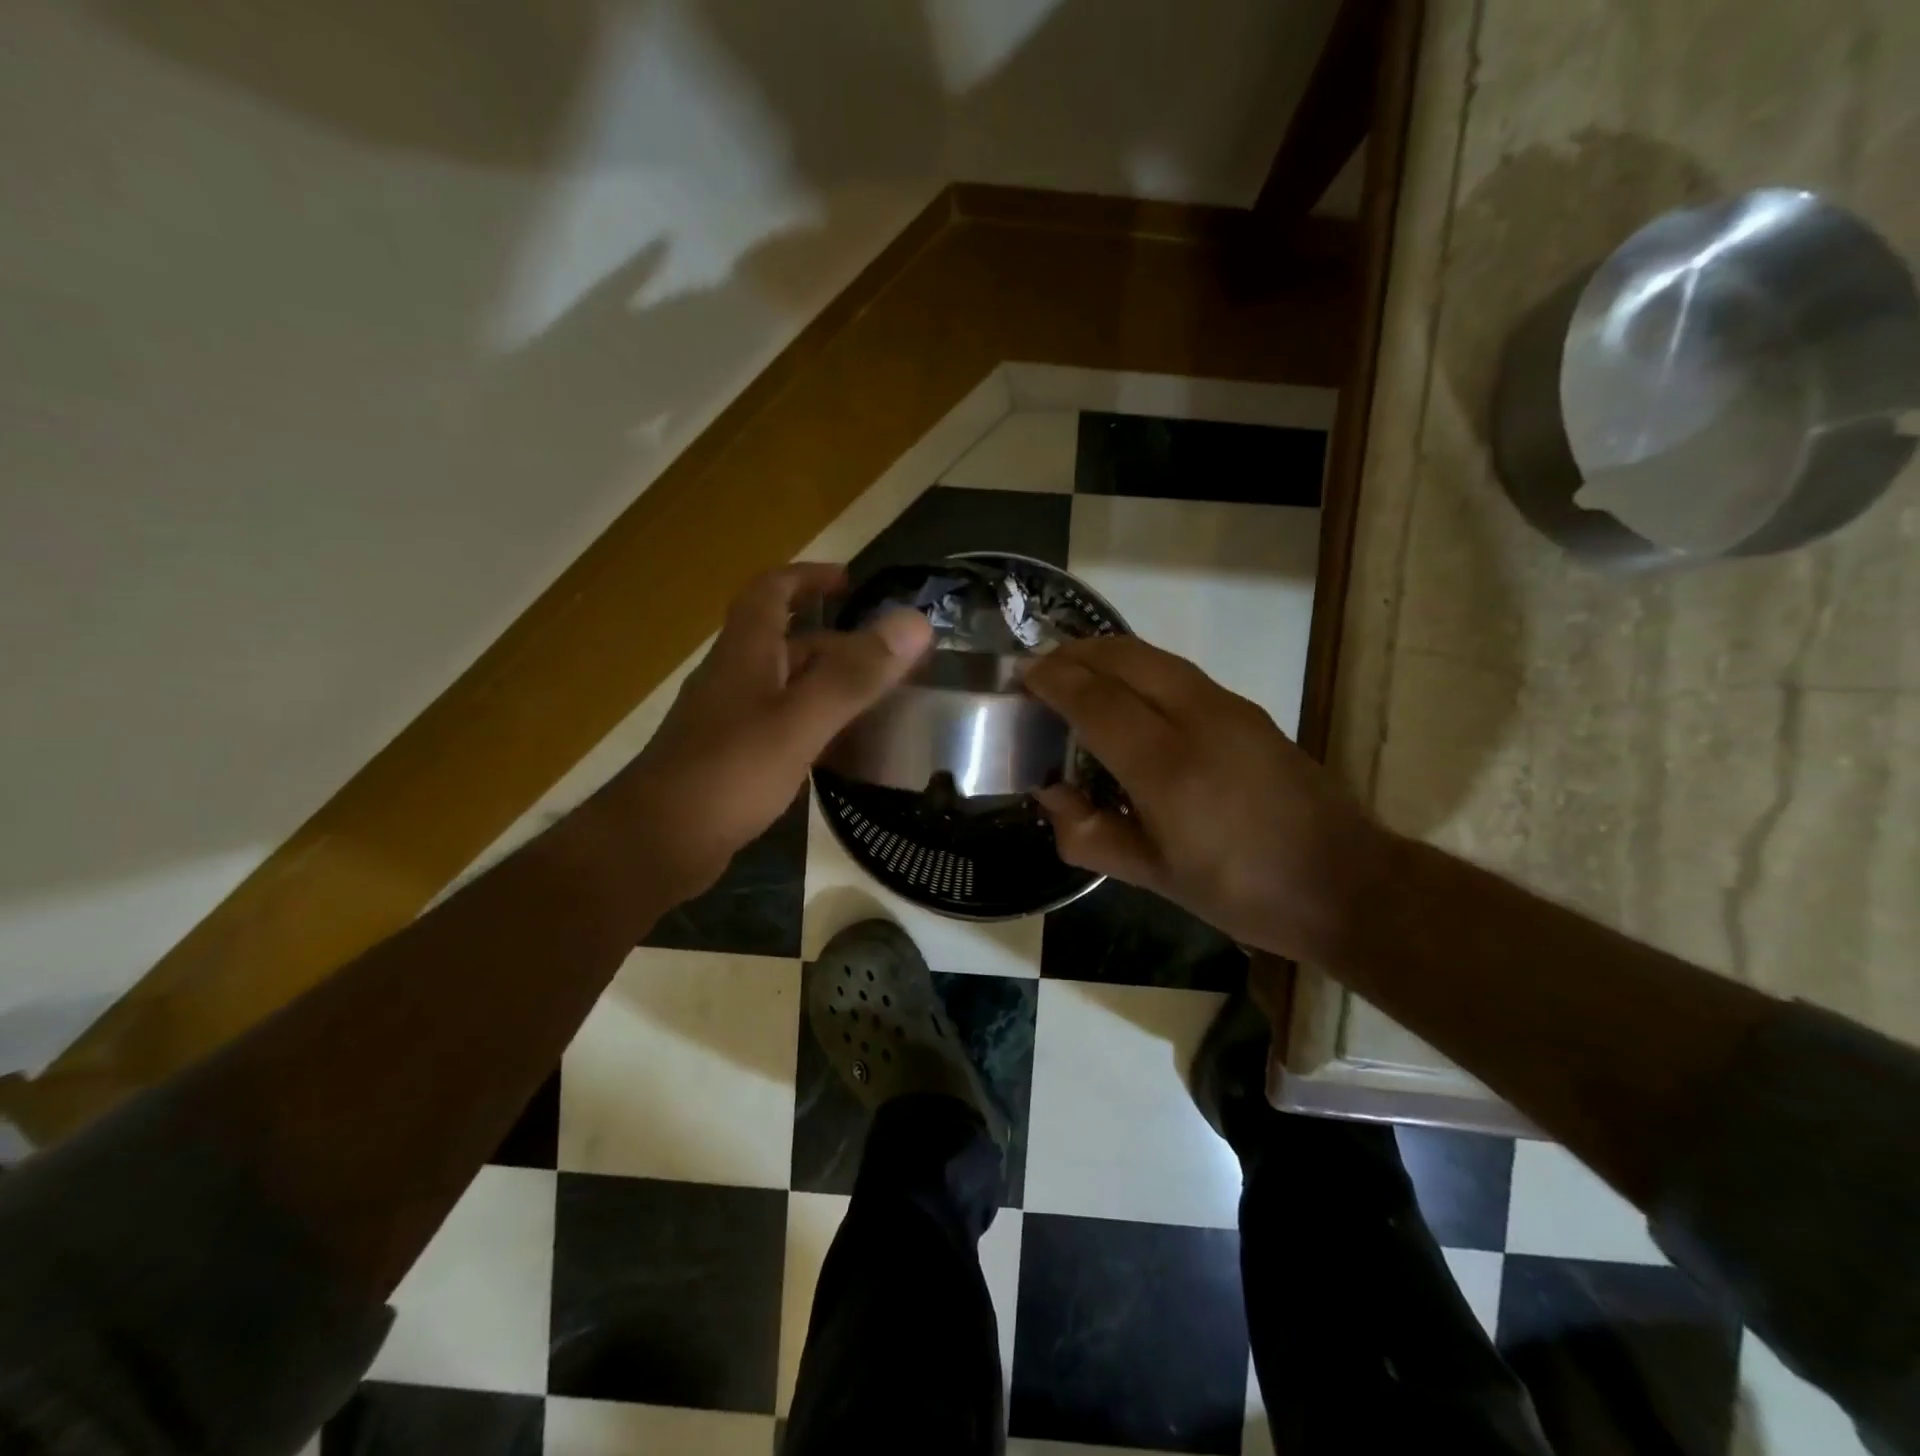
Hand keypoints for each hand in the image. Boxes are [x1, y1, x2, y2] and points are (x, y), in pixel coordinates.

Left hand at [611, 564, 931, 899]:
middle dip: (837, 642)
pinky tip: (841, 750)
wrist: (656, 844)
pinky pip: (781, 726)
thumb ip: (855, 675)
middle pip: (787, 642)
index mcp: (746, 653)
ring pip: (786, 687)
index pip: (772, 591)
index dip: (809, 577)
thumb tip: (915, 623)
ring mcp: (730, 720)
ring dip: (828, 684)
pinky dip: (815, 725)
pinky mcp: (732, 759)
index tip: (851, 581)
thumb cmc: (728, 773)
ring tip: (878, 701)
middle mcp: (735, 677)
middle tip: (889, 659)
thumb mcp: (799, 721)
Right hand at [1024, 636, 1388, 962]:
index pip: (1094, 699)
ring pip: (1155, 657)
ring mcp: (1228, 707)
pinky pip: (1179, 672)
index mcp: (1166, 765)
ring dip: (1109, 656)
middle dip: (1076, 653)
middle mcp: (1196, 718)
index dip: (1053, 680)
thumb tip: (1049, 793)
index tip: (1021, 676)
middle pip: (1124, 658)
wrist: (1344, 883)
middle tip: (1042, 668)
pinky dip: (1140, 669)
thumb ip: (1090, 833)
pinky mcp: (1248, 711)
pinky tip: (1130, 697)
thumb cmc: (1241, 891)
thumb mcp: (1154, 876)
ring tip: (1077, 673)